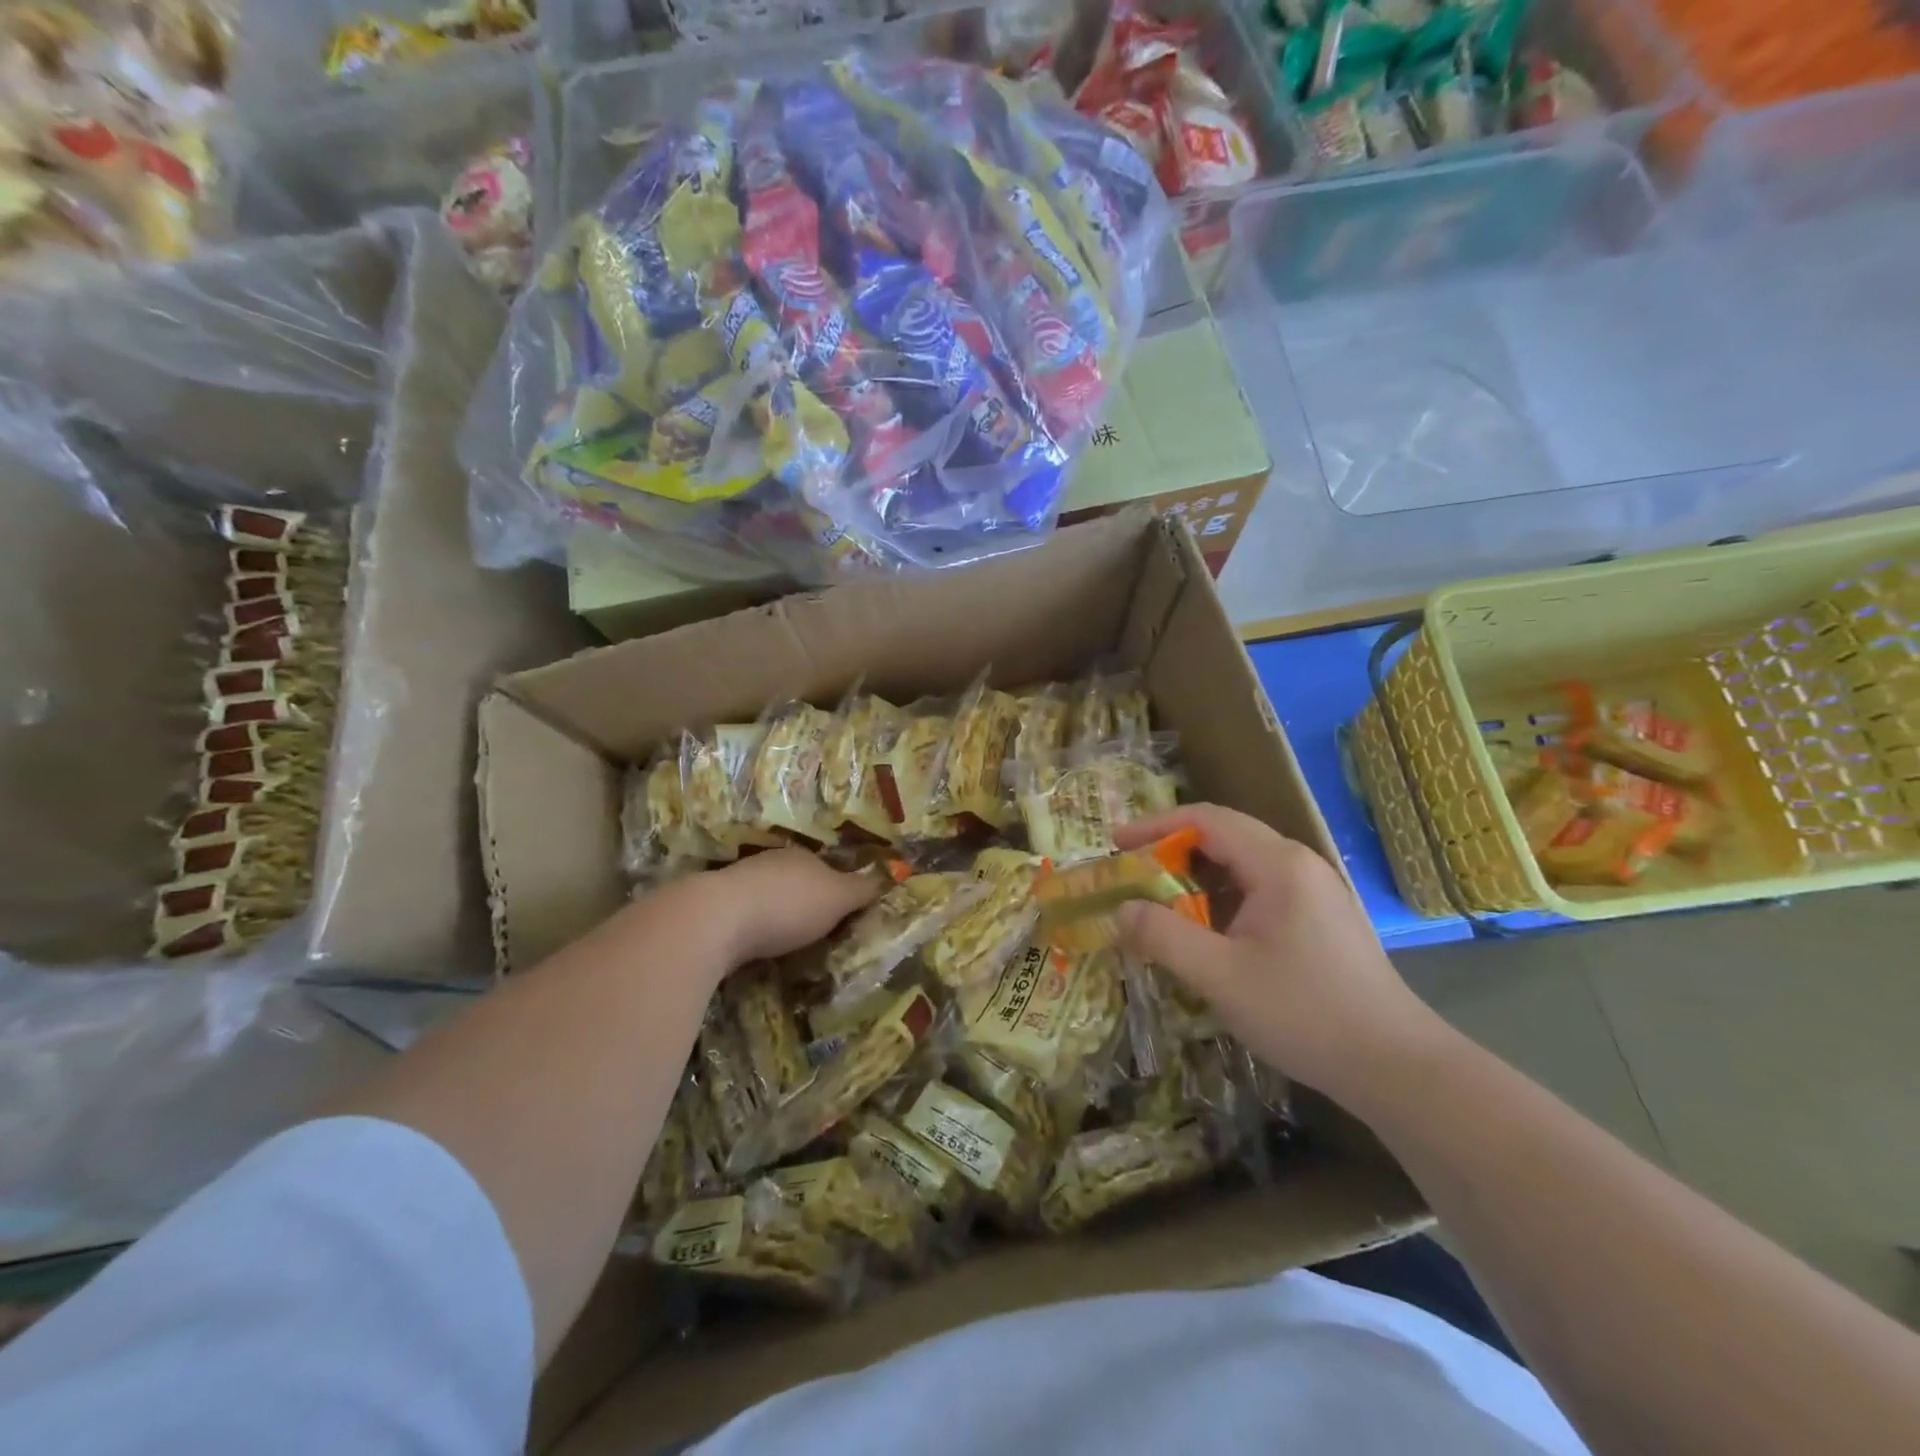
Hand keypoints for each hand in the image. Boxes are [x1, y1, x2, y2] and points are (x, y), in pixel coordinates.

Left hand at [704, 848, 882, 963]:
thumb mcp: (838, 898)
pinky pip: (745, 917)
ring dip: (777, 916)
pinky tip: (757, 946)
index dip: (838, 889)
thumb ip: (863, 889)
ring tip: (788, 943)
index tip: (844, 914)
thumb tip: (893, 874)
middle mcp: (771, 863)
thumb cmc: (789, 904)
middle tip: (818, 931)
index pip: (827, 869)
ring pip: (768, 897)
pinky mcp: (715, 909)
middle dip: (805, 902)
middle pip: (796, 881)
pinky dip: (754, 929)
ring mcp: (739, 883)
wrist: (717, 919)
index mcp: (803, 857)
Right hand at [1114, 804, 1443, 1104]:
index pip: (1206, 819)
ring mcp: (1315, 891)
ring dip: (1196, 878)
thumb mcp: (1220, 976)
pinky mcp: (1321, 918)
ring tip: (1161, 906)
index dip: (1155, 826)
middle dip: (1172, 852)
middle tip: (1132, 877)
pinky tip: (1207, 934)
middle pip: (1224, 836)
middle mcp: (1298, 865)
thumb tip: (1121, 909)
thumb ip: (1163, 936)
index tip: (1116, 845)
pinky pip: (1260, 890)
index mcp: (1277, 865)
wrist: (1396, 1067)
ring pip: (1242, 866)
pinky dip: (1222, 900)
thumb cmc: (1304, 1013)